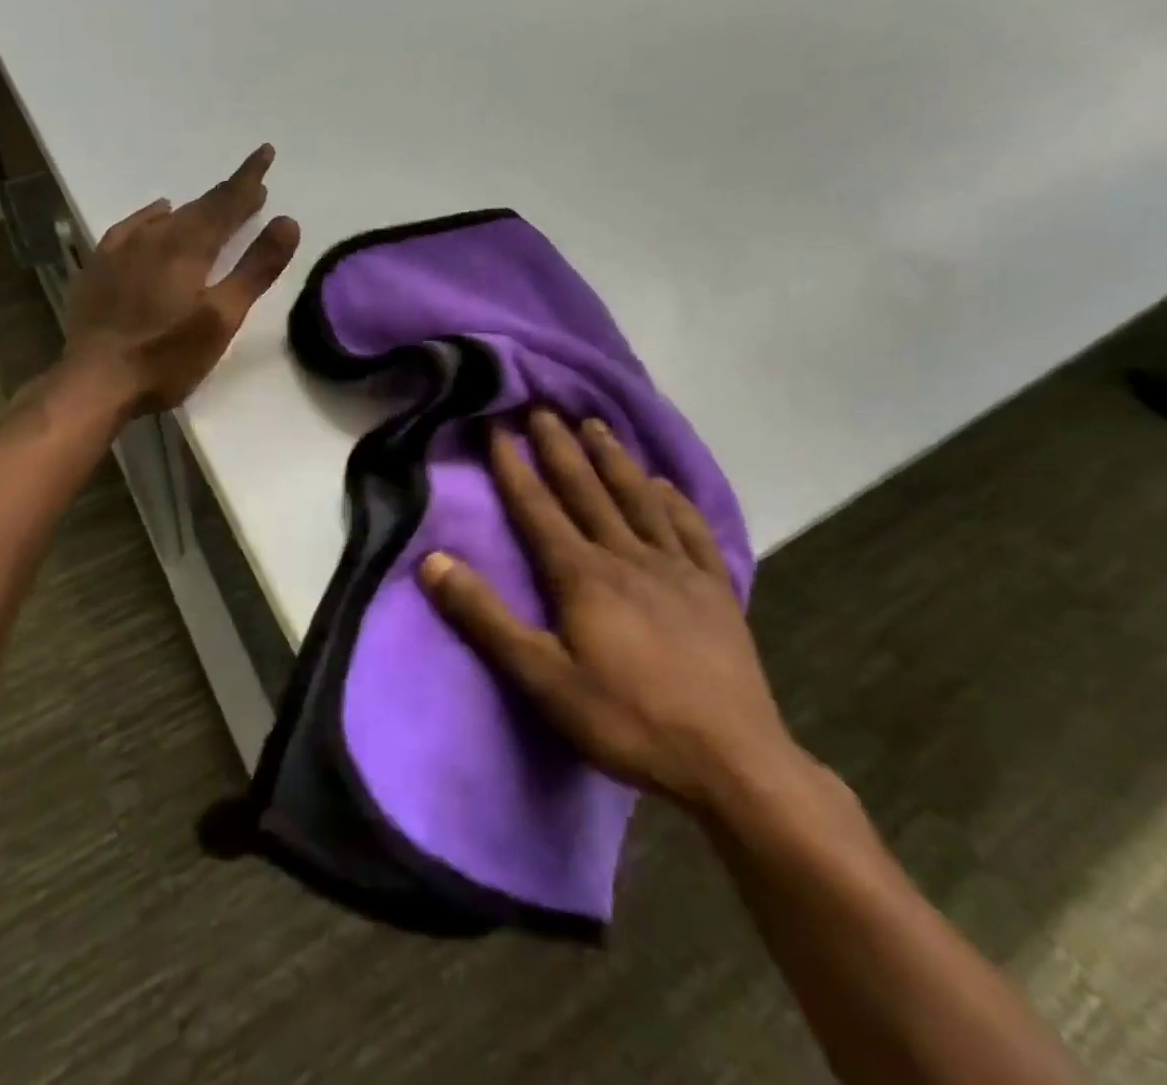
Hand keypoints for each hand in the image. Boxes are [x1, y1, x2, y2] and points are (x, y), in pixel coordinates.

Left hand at [61, 145, 300, 415]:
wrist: (95, 381)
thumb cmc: (167, 355)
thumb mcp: (222, 317)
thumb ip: (256, 268)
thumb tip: (287, 221)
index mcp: (188, 246)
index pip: (226, 201)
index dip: (248, 178)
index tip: (265, 153)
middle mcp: (154, 237)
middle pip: (199, 207)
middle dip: (228, 194)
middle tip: (252, 187)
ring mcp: (122, 250)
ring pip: (166, 217)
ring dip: (195, 209)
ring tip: (211, 207)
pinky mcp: (100, 266)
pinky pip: (132, 227)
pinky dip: (152, 217)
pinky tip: (155, 217)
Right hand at [417, 409, 797, 812]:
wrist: (733, 761)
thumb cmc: (627, 720)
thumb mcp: (542, 679)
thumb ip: (486, 618)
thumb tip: (433, 561)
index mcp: (583, 574)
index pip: (538, 506)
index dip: (514, 464)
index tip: (497, 423)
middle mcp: (628, 556)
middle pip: (587, 489)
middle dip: (560, 446)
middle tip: (543, 405)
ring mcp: (677, 568)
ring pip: (638, 498)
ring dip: (613, 459)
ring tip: (596, 424)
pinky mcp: (714, 589)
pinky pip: (690, 530)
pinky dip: (674, 501)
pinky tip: (664, 484)